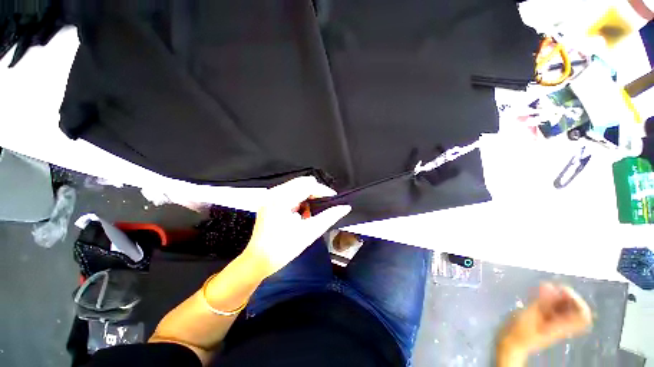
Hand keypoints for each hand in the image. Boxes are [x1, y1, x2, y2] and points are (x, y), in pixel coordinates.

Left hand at [241, 176, 350, 278]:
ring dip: (307, 196)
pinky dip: (299, 199)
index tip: (334, 199)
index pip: (308, 185)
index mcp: (281, 199)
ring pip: (296, 186)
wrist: (259, 261)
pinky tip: (300, 212)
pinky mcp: (269, 201)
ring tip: (311, 212)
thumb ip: (329, 217)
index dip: (324, 190)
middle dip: (315, 192)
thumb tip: (344, 207)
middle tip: (324, 206)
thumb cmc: (283, 249)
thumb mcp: (309, 232)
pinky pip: (289, 192)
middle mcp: (274, 193)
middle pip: (302, 182)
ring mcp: (270, 196)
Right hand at [498, 283, 592, 355]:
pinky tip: (540, 293)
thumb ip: (541, 301)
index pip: (583, 315)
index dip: (577, 300)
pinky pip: (554, 308)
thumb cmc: (520, 331)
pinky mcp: (545, 321)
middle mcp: (562, 325)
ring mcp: (554, 324)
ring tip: (545, 288)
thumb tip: (550, 285)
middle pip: (575, 309)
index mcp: (562, 326)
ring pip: (564, 308)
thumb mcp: (529, 315)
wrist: (511, 343)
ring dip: (557, 296)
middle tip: (553, 287)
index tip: (562, 290)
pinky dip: (549, 299)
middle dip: (566, 296)